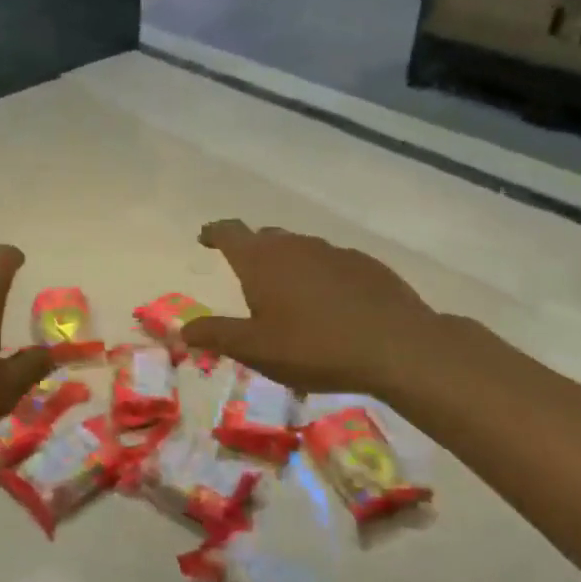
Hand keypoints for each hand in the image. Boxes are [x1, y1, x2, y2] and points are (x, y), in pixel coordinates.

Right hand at [182, 220, 441, 398]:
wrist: (397, 346)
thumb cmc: (314, 347)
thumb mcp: (255, 349)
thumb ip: (216, 335)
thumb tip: (182, 329)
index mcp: (261, 260)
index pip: (229, 232)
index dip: (214, 233)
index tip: (205, 238)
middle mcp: (294, 245)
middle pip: (265, 237)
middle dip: (252, 251)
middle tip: (247, 277)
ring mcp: (333, 251)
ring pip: (299, 248)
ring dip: (288, 264)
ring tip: (289, 295)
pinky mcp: (365, 264)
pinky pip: (331, 262)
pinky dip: (321, 276)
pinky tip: (330, 305)